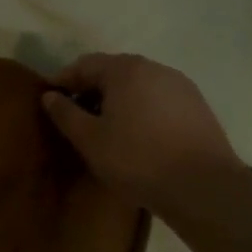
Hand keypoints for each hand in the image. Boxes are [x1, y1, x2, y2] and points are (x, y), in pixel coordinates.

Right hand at [42, 52, 243, 213]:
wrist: (203, 187)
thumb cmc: (137, 159)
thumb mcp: (90, 140)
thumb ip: (65, 113)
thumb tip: (49, 96)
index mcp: (126, 70)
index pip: (84, 64)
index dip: (63, 80)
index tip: (49, 99)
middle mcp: (155, 68)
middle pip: (113, 71)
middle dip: (90, 89)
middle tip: (75, 114)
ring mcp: (180, 86)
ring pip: (138, 85)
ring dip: (117, 99)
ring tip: (105, 127)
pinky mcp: (197, 106)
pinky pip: (158, 99)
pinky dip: (140, 108)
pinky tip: (136, 134)